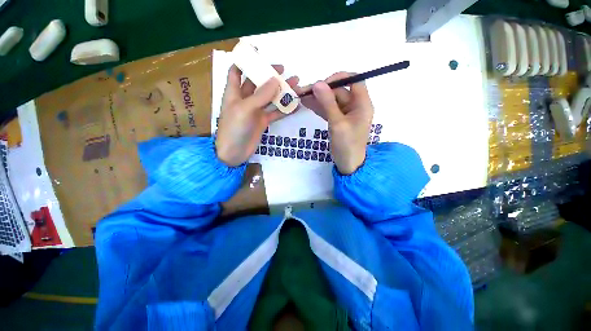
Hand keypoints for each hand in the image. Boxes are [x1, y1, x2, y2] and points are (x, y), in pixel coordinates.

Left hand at [216, 65, 298, 165]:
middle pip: (257, 83)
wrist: (234, 153)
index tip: (258, 52)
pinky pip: (275, 113)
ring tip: (295, 85)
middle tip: (284, 70)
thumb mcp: (245, 109)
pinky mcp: (262, 122)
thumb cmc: (234, 129)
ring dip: (281, 92)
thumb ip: (261, 95)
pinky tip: (295, 105)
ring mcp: (255, 111)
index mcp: (234, 92)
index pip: (237, 71)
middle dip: (269, 75)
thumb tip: (276, 80)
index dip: (244, 60)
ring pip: (270, 98)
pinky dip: (284, 109)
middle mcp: (245, 99)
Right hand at [295, 73, 373, 173]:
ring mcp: (345, 113)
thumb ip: (328, 103)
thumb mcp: (337, 123)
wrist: (348, 164)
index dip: (339, 78)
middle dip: (322, 90)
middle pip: (339, 91)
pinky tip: (307, 104)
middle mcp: (355, 105)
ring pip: (331, 100)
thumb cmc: (347, 145)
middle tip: (303, 92)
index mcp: (362, 103)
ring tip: (301, 96)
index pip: (354, 80)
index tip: (322, 84)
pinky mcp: (338, 120)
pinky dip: (319, 107)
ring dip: (317, 98)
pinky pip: (328, 110)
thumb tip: (317, 83)